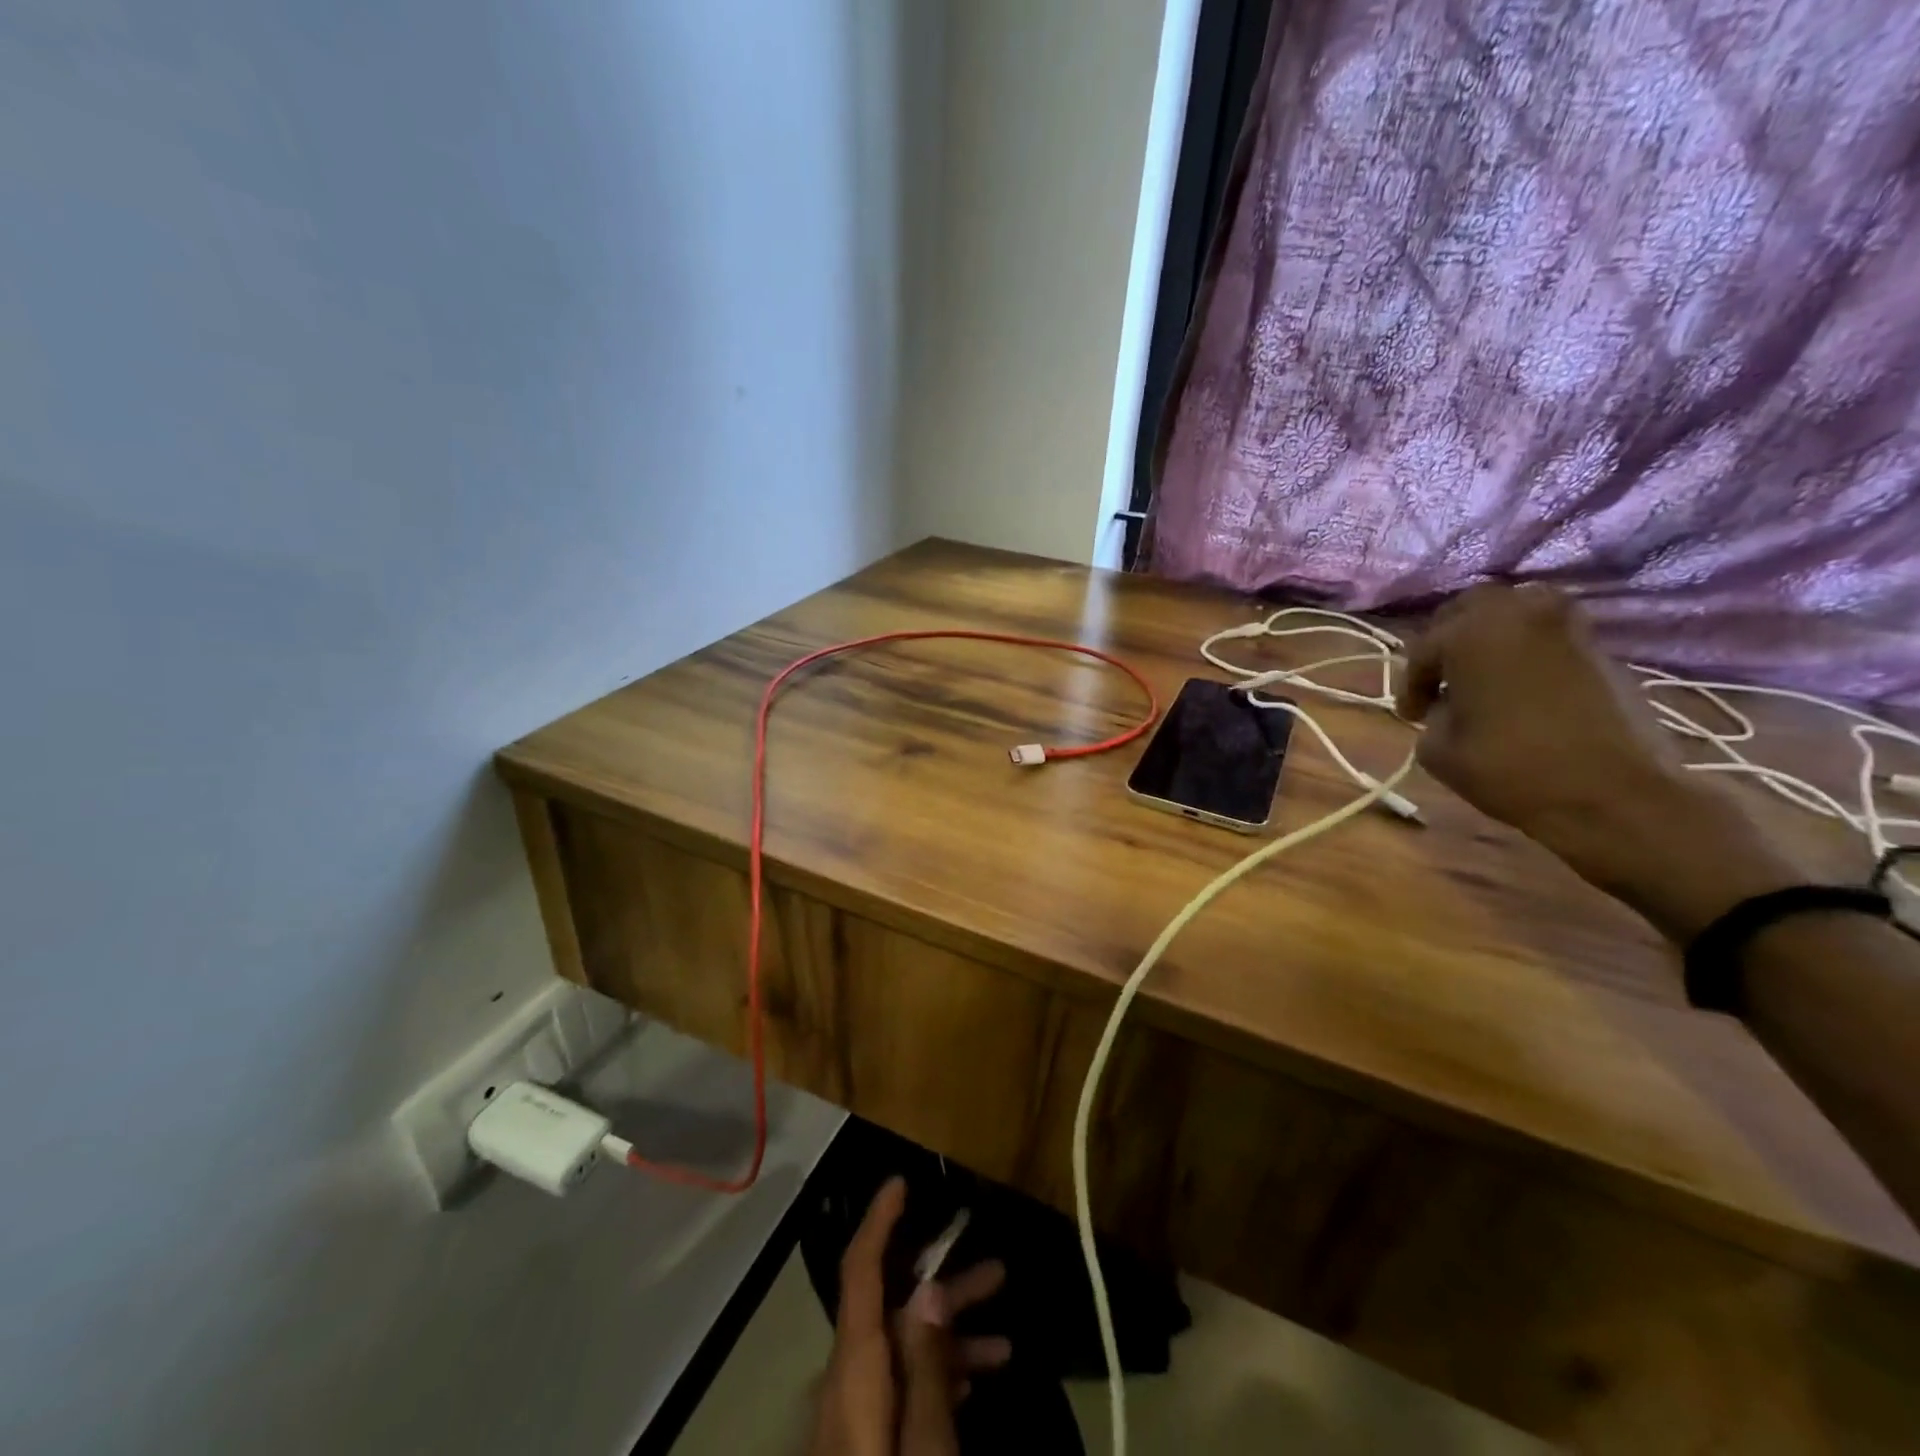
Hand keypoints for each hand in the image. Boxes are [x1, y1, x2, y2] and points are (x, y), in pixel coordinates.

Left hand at [806, 1178, 1011, 1455]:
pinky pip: (898, 1385)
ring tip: (1004, 1342)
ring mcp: (851, 1413)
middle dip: (943, 1286)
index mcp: (853, 1368)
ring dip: (949, 1335)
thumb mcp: (924, 1447)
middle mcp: (845, 1379)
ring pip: (901, 1349)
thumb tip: (930, 1289)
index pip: (860, 1272)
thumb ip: (927, 1369)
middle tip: (997, 1271)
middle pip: (891, 1309)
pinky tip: (974, 1380)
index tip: (899, 1181)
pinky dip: (935, 1375)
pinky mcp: (862, 1441)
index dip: (878, 1221)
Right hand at [1397, 584, 1800, 940]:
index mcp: (1470, 634)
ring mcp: (1566, 625)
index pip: (1423, 649)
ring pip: (1515, 612)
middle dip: (1449, 640)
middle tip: (1441, 679)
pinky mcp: (1600, 646)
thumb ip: (1435, 714)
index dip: (1412, 684)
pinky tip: (1520, 686)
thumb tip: (1450, 704)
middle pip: (1469, 608)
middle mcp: (1518, 613)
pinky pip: (1547, 634)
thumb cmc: (1512, 770)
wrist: (1614, 794)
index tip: (1413, 716)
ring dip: (1491, 637)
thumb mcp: (1439, 750)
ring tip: (1482, 676)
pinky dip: (1527, 650)